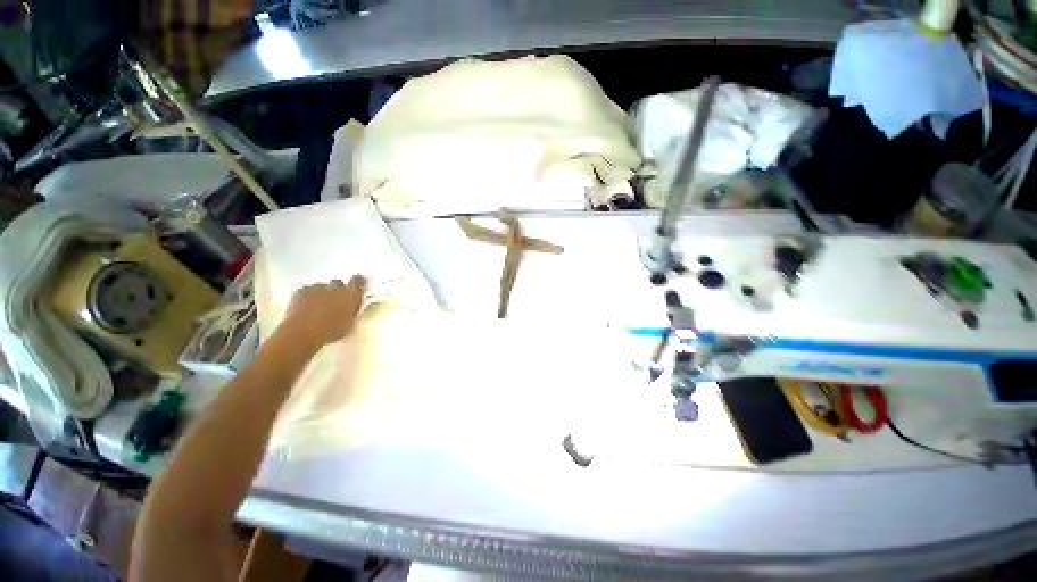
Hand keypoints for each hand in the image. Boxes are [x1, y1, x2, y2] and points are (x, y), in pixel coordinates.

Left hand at [281, 275, 365, 350]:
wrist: (303, 331)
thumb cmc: (331, 331)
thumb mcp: (349, 324)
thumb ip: (351, 312)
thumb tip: (351, 309)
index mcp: (351, 296)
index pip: (357, 281)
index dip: (358, 281)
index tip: (358, 282)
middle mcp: (336, 288)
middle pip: (338, 283)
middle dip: (337, 289)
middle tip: (335, 301)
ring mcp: (317, 288)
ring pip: (322, 287)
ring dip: (322, 293)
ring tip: (318, 306)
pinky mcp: (301, 291)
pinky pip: (307, 290)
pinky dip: (308, 296)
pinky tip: (305, 306)